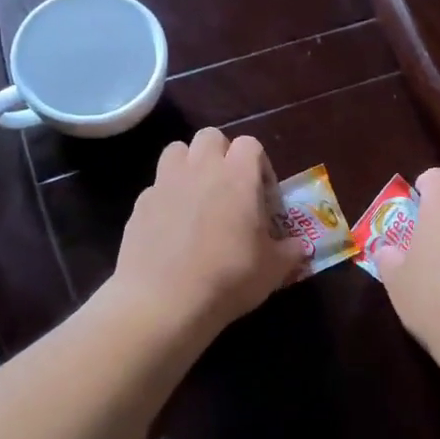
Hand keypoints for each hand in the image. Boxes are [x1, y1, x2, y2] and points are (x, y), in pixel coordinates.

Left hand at [111, 129, 308, 338]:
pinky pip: (156, 187)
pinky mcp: (139, 204)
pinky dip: (166, 198)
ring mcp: (165, 183)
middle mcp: (200, 169)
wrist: (164, 301)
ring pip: (176, 151)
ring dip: (190, 165)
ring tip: (198, 198)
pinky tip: (172, 228)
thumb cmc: (228, 279)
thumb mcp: (273, 270)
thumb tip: (299, 246)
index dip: (260, 165)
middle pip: (211, 137)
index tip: (264, 196)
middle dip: (222, 154)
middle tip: (230, 189)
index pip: (250, 144)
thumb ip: (290, 251)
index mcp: (237, 176)